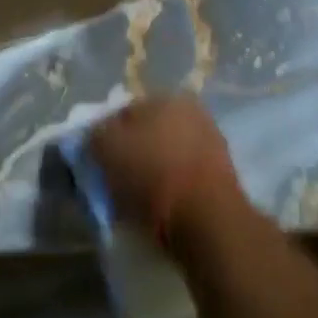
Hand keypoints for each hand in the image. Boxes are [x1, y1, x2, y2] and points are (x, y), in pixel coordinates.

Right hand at [90, 95, 243, 245]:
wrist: (207, 220)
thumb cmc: (153, 174)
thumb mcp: (107, 147)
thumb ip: (95, 133)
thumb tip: (96, 135)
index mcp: (167, 96)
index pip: (124, 110)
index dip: (106, 133)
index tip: (97, 159)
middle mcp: (193, 112)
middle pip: (147, 132)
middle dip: (131, 151)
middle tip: (114, 177)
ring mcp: (212, 144)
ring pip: (166, 155)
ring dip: (151, 171)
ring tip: (135, 198)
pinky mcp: (222, 177)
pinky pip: (183, 178)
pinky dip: (170, 189)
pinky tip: (159, 207)